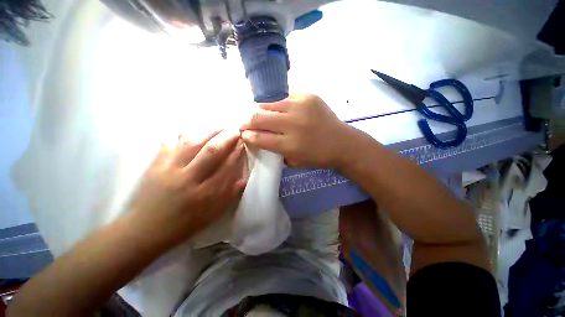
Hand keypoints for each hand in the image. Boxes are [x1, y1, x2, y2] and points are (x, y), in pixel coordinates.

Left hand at [127, 130, 245, 248]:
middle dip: (226, 138)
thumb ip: (230, 196)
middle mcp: (188, 179)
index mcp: (205, 193)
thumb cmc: (184, 223)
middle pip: (211, 152)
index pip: (226, 166)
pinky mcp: (155, 165)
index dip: (236, 152)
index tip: (243, 142)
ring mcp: (169, 169)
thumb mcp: (212, 214)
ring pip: (191, 143)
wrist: (145, 229)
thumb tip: (243, 178)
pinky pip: (169, 143)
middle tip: (235, 129)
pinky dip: (180, 133)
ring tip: (219, 125)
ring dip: (208, 131)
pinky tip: (191, 128)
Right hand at [240, 93, 354, 168]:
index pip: (258, 137)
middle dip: (246, 120)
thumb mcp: (294, 161)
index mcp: (290, 144)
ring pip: (268, 103)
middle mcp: (293, 123)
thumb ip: (274, 150)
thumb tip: (257, 138)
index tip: (243, 134)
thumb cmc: (318, 156)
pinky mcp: (308, 95)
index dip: (247, 135)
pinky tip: (278, 109)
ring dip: (259, 109)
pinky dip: (276, 103)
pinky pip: (283, 95)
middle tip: (245, 123)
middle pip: (258, 117)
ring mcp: (301, 106)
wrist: (343, 142)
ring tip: (260, 115)